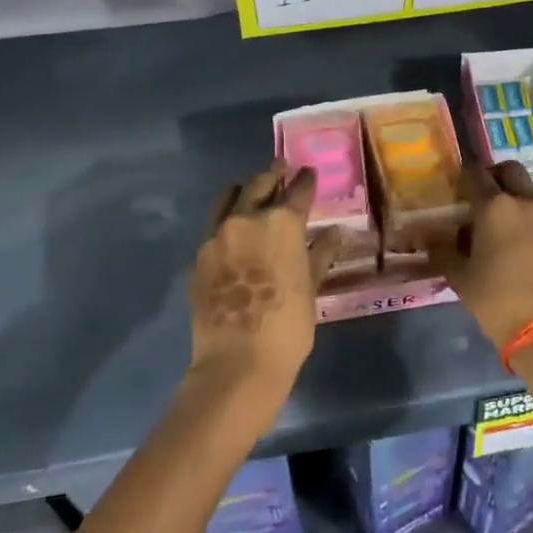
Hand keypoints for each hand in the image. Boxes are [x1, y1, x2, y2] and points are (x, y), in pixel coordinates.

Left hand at [188, 162, 340, 404]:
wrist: (238, 363)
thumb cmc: (288, 326)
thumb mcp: (311, 288)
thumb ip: (320, 255)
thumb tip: (334, 234)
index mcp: (281, 223)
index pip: (298, 191)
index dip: (306, 180)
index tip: (309, 172)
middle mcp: (246, 219)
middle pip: (259, 185)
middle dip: (273, 176)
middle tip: (281, 170)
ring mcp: (216, 237)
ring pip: (228, 200)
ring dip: (243, 192)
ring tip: (251, 192)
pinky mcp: (198, 259)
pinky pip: (213, 229)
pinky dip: (225, 224)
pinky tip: (232, 235)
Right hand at [428, 161, 532, 350]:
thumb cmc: (497, 299)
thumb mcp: (460, 276)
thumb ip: (443, 249)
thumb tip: (432, 236)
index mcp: (495, 206)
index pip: (475, 174)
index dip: (462, 177)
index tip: (454, 189)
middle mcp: (525, 201)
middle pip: (509, 171)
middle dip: (493, 177)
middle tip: (479, 199)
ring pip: (529, 190)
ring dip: (513, 196)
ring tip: (499, 224)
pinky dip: (529, 215)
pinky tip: (519, 241)